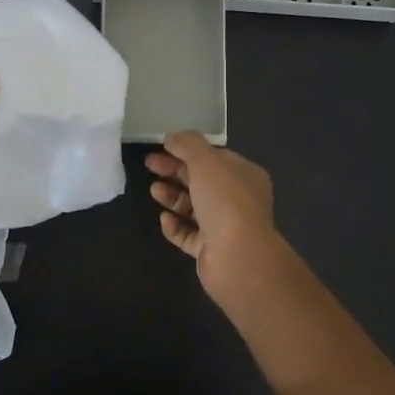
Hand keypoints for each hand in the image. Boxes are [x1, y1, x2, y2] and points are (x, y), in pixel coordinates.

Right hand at [144, 132, 281, 302]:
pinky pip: (189, 235)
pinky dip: (175, 226)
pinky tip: (164, 220)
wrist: (237, 256)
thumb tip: (172, 137)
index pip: (215, 157)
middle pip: (201, 181)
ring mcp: (225, 226)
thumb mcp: (206, 161)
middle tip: (149, 165)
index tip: (163, 147)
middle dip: (175, 171)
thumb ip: (188, 144)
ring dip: (173, 197)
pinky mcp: (211, 250)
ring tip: (154, 191)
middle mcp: (238, 200)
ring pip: (194, 208)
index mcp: (244, 175)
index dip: (188, 150)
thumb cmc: (225, 201)